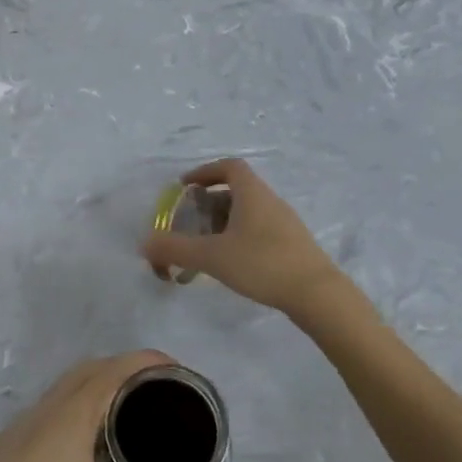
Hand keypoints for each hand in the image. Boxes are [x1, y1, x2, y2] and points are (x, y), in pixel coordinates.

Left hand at [0, 352, 193, 461]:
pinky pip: (57, 395)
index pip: (116, 371)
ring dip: (101, 376)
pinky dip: (80, 393)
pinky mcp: (18, 429)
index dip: (146, 361)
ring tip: (128, 401)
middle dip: (127, 365)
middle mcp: (54, 403)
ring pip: (72, 379)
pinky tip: (87, 427)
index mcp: (76, 413)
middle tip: (157, 385)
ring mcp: (32, 414)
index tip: (175, 367)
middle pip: (94, 366)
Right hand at [140, 158, 345, 317]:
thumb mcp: (212, 256)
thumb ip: (175, 249)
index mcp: (252, 194)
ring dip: (223, 225)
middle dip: (209, 204)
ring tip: (205, 249)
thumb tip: (144, 244)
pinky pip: (258, 231)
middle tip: (189, 224)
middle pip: (236, 191)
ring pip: (247, 214)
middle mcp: (270, 201)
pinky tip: (230, 265)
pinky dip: (239, 239)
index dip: (205, 171)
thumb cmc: (262, 264)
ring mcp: (284, 223)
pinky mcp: (292, 245)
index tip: (185, 187)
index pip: (229, 167)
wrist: (317, 294)